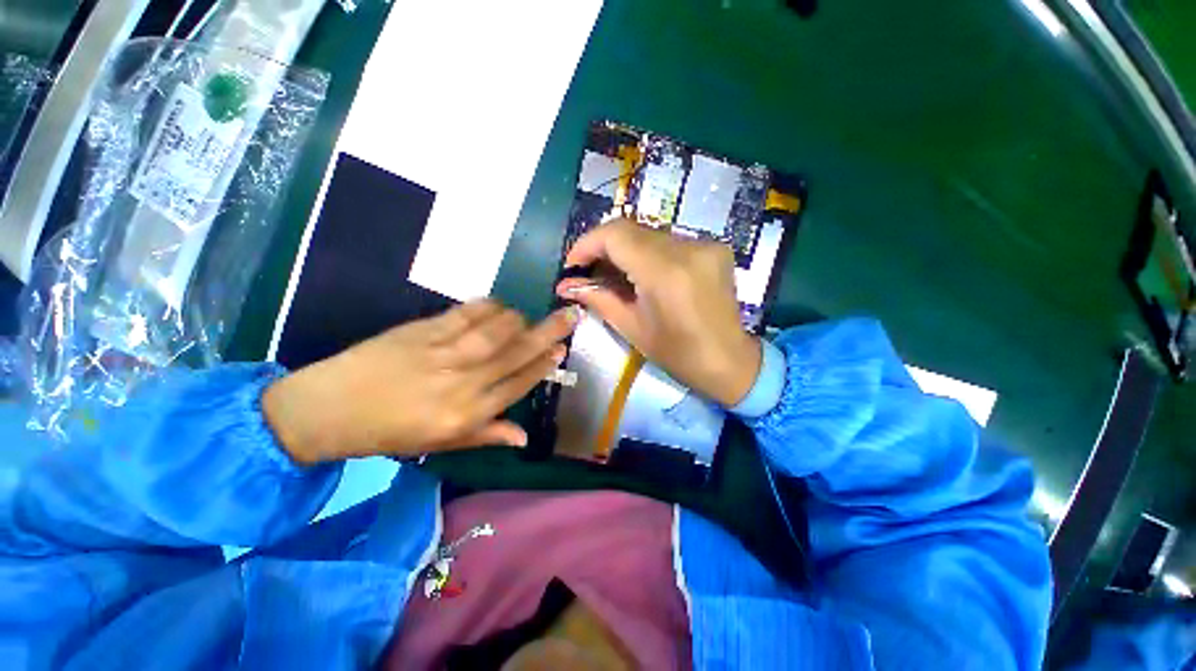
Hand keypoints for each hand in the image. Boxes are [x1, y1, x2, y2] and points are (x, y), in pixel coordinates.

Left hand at [263, 300, 579, 464]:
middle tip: (569, 315)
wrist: (329, 409)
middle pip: (516, 353)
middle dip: (548, 333)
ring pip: (495, 330)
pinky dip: (486, 306)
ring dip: (518, 319)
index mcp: (467, 414)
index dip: (544, 364)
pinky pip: (464, 314)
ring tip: (527, 316)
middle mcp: (462, 383)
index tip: (561, 349)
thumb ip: (486, 436)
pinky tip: (497, 304)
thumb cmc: (389, 433)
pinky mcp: (422, 331)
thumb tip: (525, 437)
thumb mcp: (441, 444)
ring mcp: (442, 354)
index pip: (519, 384)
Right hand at [555, 218, 760, 406]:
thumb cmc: (679, 354)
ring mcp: (705, 244)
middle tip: (589, 271)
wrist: (730, 361)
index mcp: (665, 273)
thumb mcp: (632, 328)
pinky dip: (648, 252)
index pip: (616, 235)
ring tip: (613, 274)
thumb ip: (598, 298)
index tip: (573, 263)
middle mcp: (688, 249)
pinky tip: (643, 273)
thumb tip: (565, 285)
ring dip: (625, 249)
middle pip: (631, 229)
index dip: (588, 243)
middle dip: (603, 247)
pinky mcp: (714, 247)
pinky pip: (669, 240)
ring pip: (649, 233)